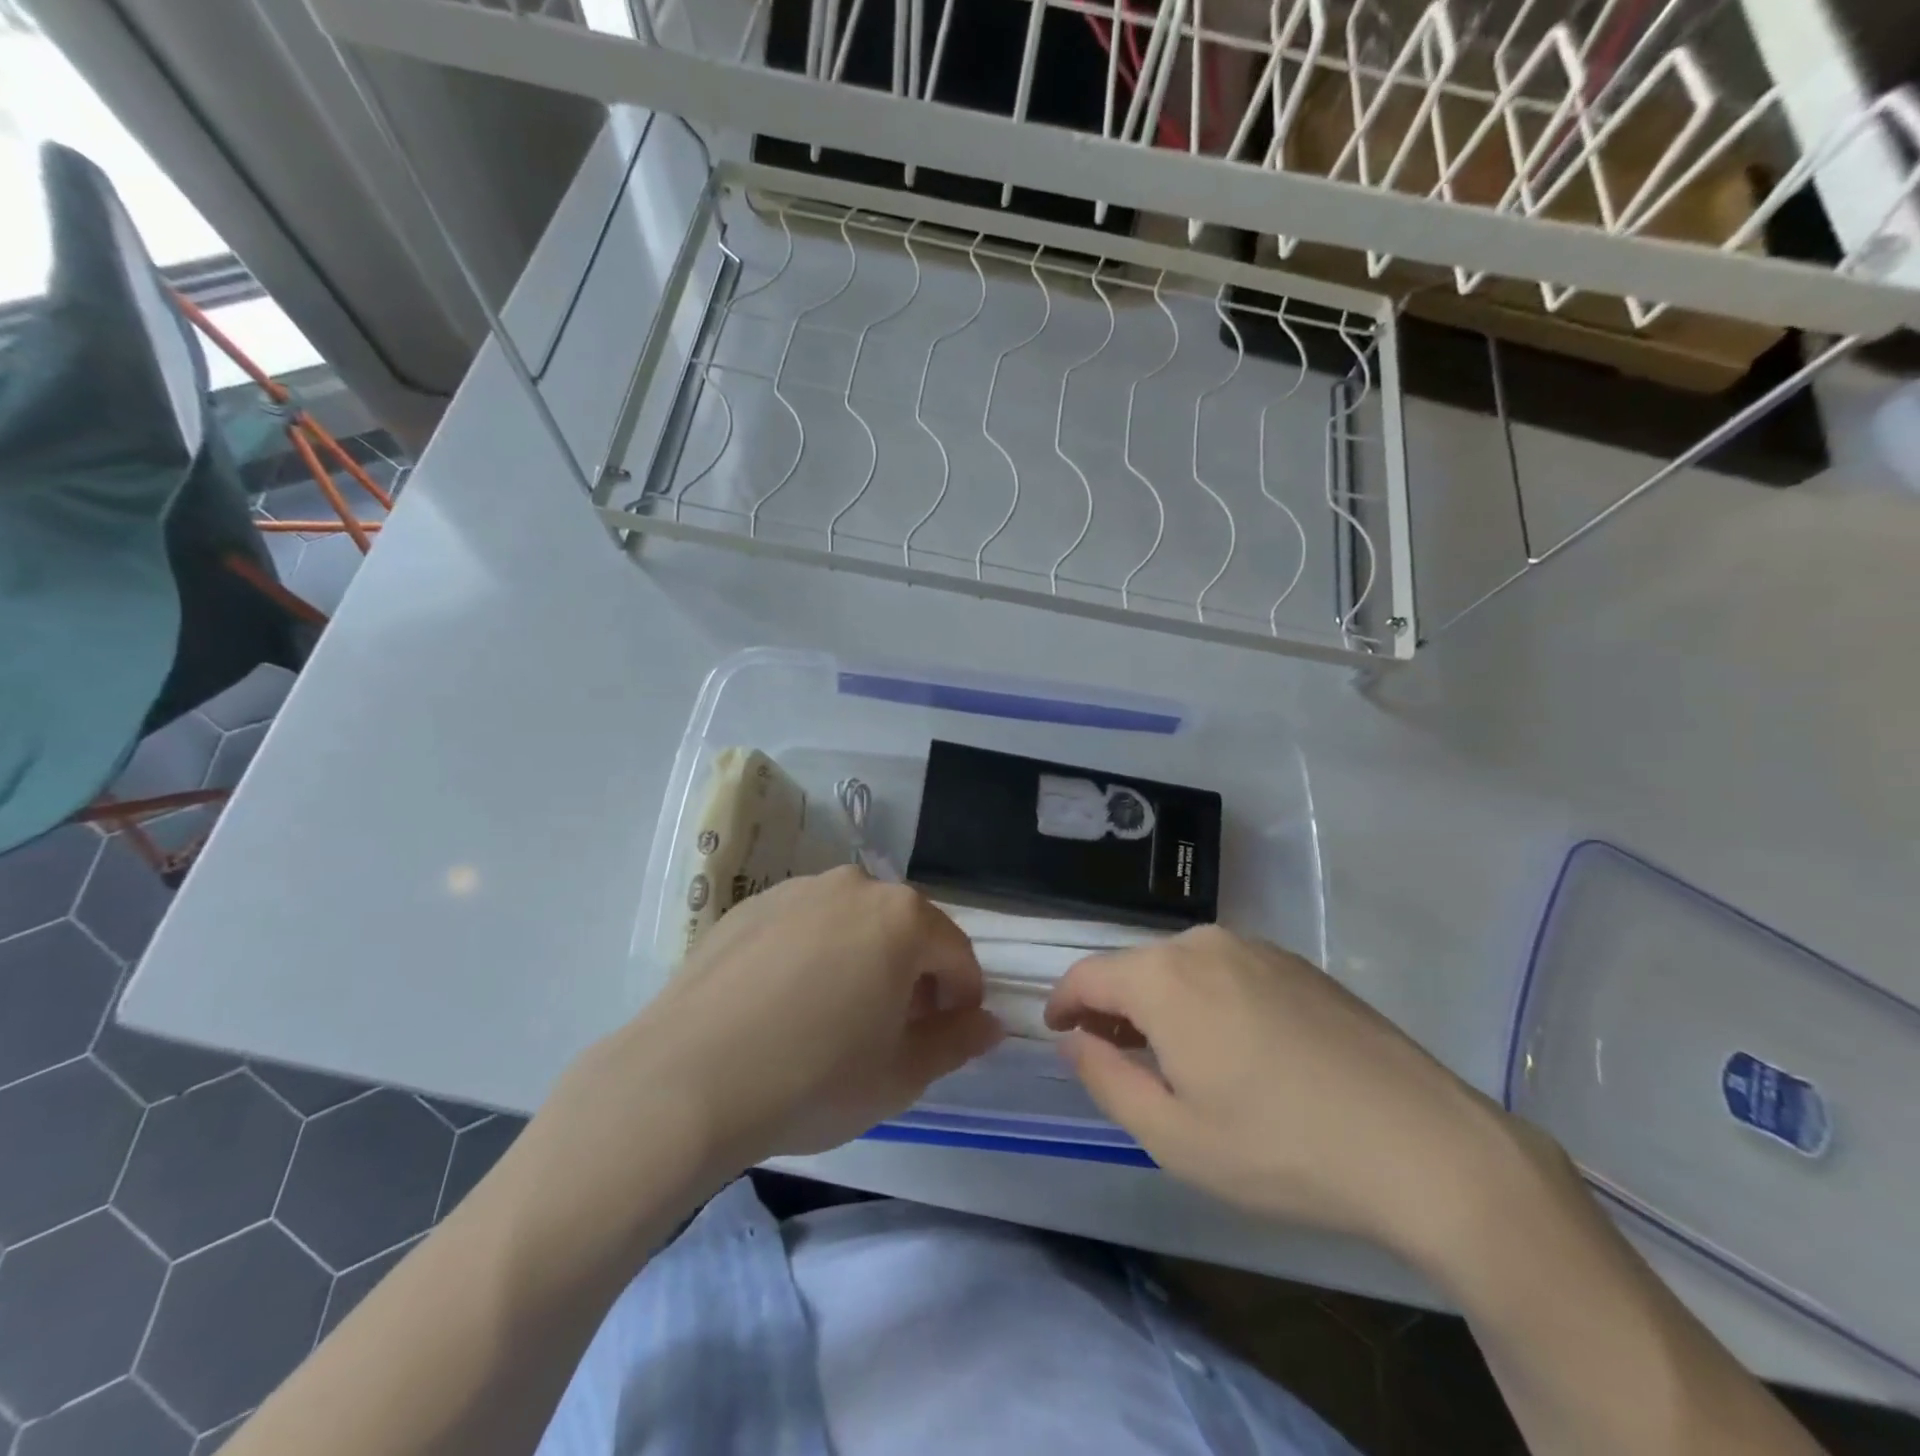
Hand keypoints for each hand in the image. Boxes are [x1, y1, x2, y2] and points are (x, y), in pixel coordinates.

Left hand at [618, 867, 1000, 1168]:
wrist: (685, 1081)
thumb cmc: (813, 1078)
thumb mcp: (900, 1074)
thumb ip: (956, 1041)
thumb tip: (989, 1023)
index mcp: (902, 917)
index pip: (956, 954)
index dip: (962, 998)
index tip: (947, 1035)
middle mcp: (854, 886)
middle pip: (904, 929)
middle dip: (913, 975)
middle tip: (894, 1029)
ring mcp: (796, 890)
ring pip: (852, 923)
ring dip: (863, 959)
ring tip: (836, 1016)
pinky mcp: (749, 905)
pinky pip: (803, 926)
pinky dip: (812, 955)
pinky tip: (785, 1004)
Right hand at [1045, 926, 1514, 1259]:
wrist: (1424, 1146)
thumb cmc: (1282, 1149)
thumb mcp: (1174, 1136)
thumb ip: (1106, 1079)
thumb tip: (1075, 1040)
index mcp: (1164, 977)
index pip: (1088, 974)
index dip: (1063, 1002)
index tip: (1057, 1032)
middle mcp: (1204, 944)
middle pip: (1135, 967)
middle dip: (1113, 1007)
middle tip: (1116, 1055)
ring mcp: (1257, 947)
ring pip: (1182, 967)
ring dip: (1161, 1002)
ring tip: (1174, 1056)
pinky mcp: (1297, 964)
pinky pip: (1226, 970)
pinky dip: (1206, 998)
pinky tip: (1235, 1047)